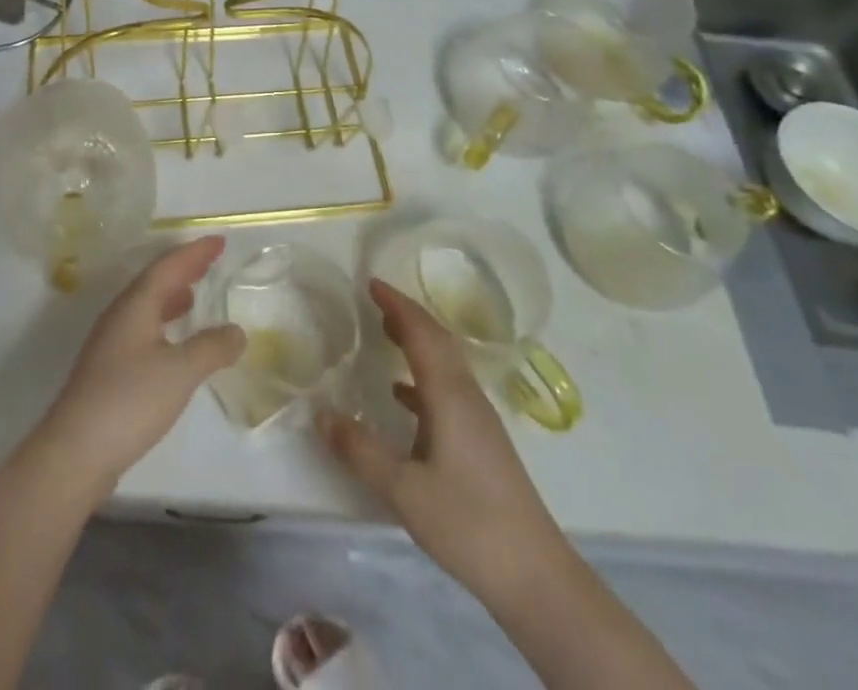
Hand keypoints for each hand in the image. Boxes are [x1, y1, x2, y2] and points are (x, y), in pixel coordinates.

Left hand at [33, 236, 245, 495]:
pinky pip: (142, 328)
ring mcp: (110, 343)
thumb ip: (212, 347)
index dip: (194, 252)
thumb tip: (237, 331)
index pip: (168, 266)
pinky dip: (163, 322)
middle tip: (210, 260)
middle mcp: (120, 316)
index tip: (219, 241)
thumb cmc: (129, 401)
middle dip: (183, 269)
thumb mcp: (180, 372)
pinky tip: (173, 341)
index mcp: (135, 306)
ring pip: (146, 306)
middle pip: (154, 282)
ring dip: (171, 295)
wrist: (75, 452)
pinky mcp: (108, 370)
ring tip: (194, 295)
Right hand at [318, 279, 568, 606]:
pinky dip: (422, 377)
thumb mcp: (404, 490)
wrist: (536, 576)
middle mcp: (467, 396)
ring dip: (417, 342)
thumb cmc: (468, 524)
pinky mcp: (482, 442)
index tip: (371, 282)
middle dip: (408, 315)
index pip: (422, 333)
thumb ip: (361, 450)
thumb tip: (321, 414)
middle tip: (375, 301)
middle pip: (437, 340)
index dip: (397, 304)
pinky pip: (448, 389)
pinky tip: (402, 395)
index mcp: (449, 395)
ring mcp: (478, 420)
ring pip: (445, 363)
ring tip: (386, 334)